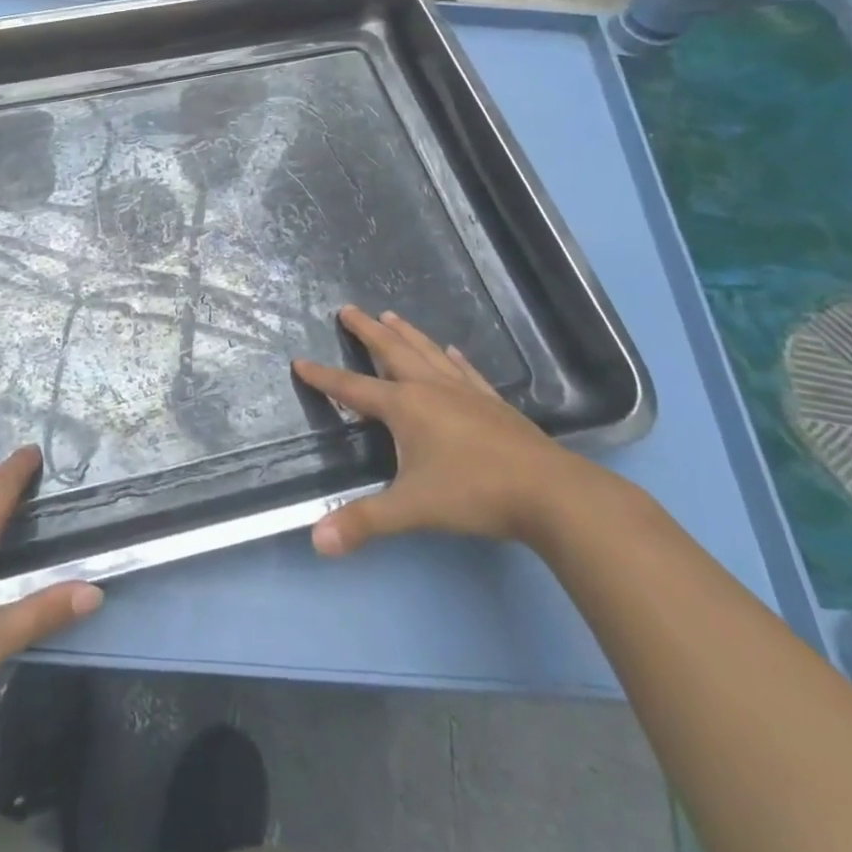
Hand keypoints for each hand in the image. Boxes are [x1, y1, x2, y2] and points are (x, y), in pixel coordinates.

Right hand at [292, 306, 597, 551]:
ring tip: (391, 315)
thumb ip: (364, 522)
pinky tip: (450, 351)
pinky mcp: (493, 403)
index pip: (353, 388)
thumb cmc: (474, 494)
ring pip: (427, 353)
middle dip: (367, 331)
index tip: (300, 361)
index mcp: (405, 407)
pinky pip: (465, 371)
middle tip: (349, 309)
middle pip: (392, 351)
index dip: (324, 378)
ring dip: (406, 334)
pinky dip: (452, 358)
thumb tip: (317, 541)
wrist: (551, 494)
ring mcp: (466, 393)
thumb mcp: (411, 509)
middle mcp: (431, 389)